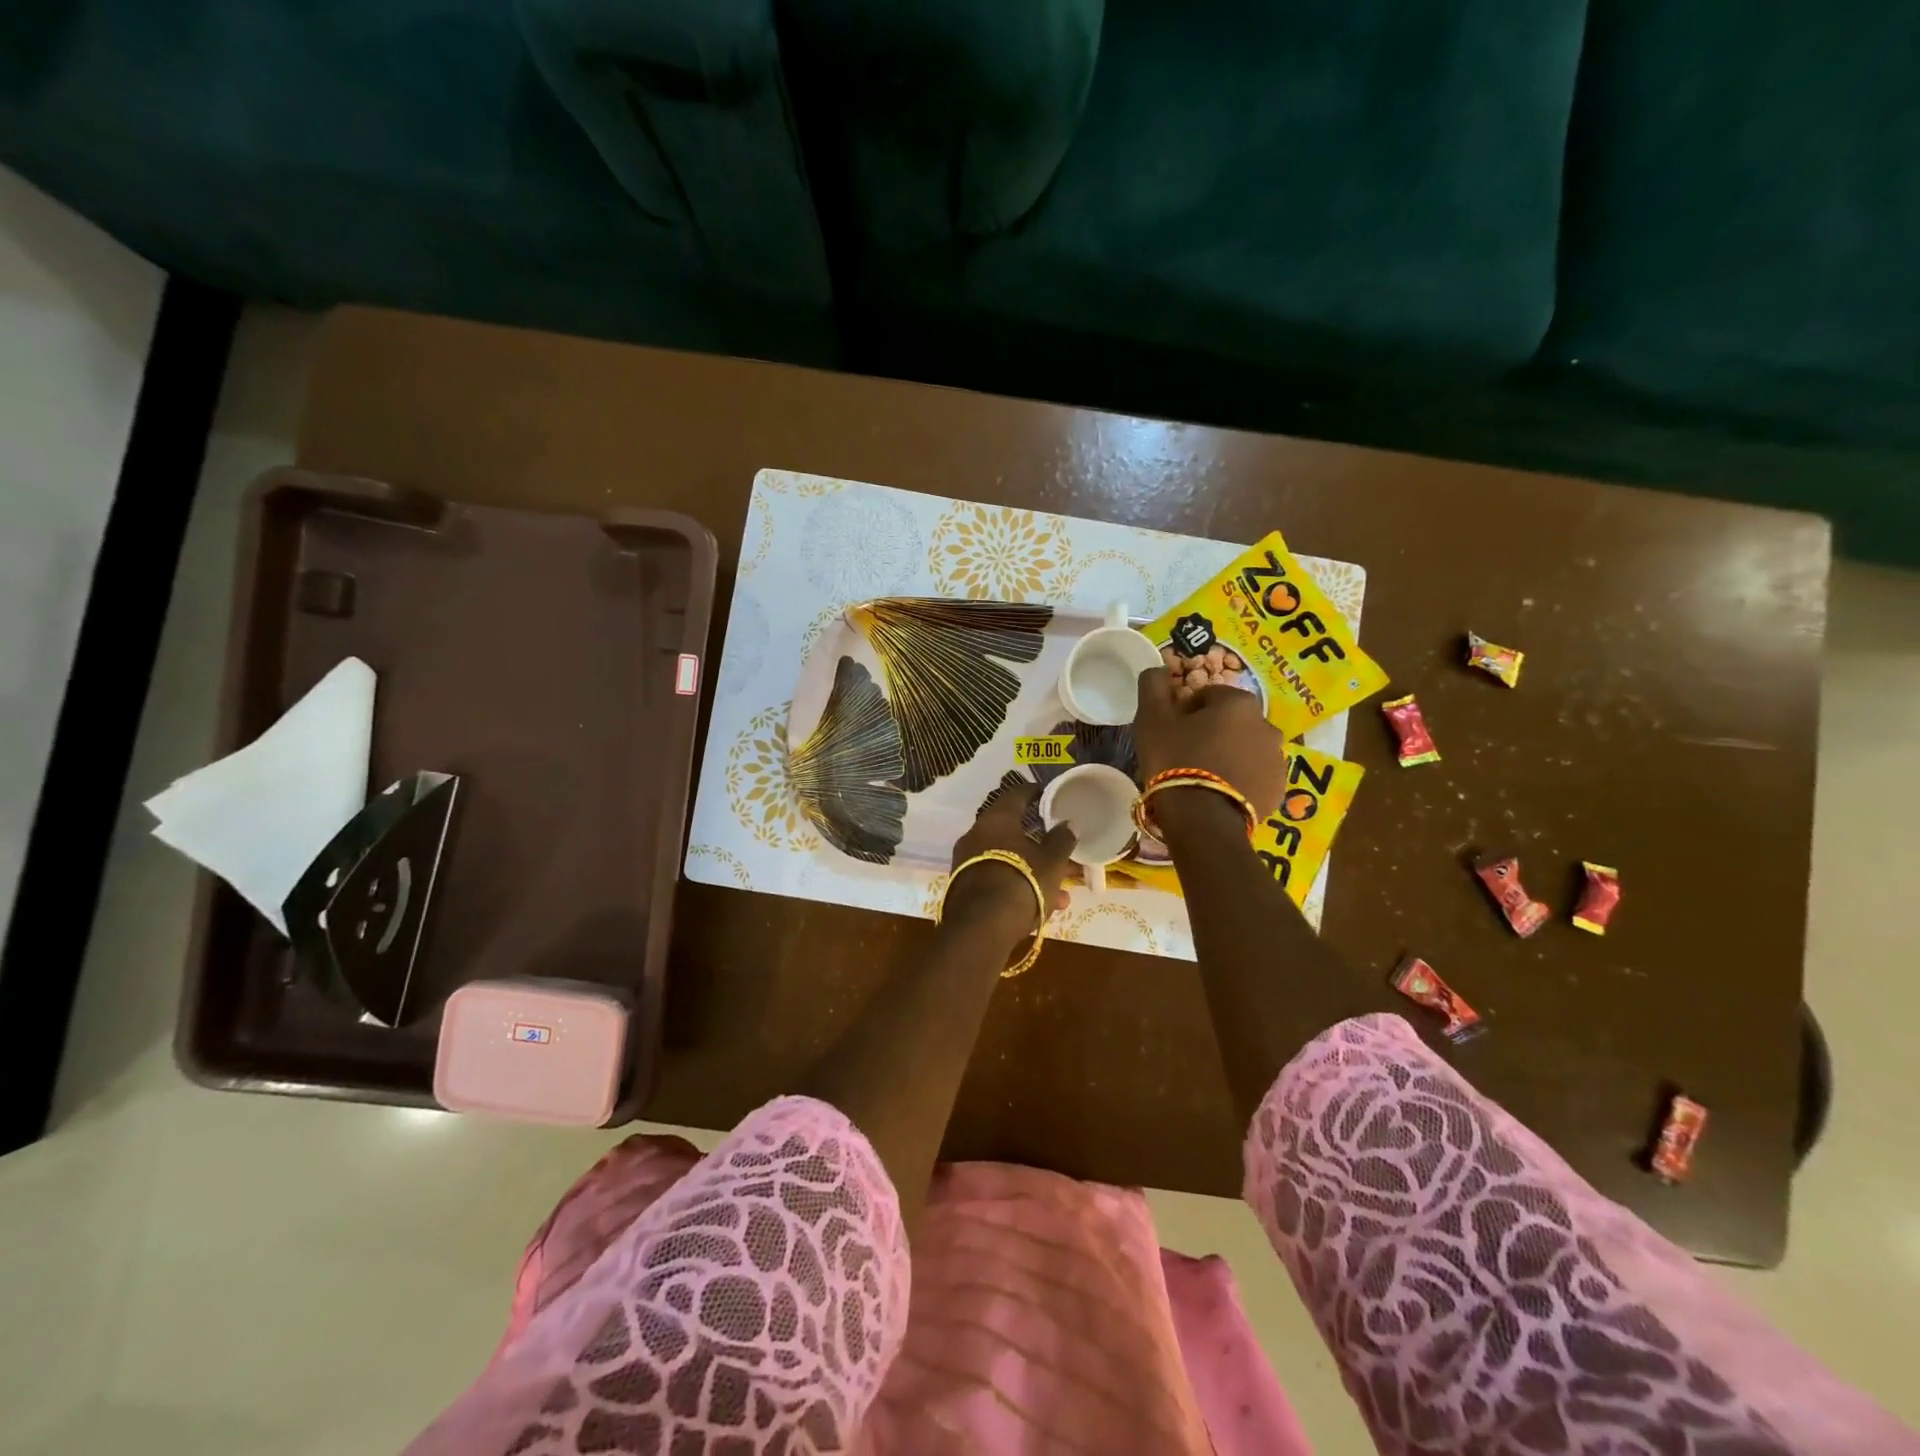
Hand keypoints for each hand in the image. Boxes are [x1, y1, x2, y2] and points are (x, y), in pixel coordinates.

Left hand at [945, 780, 1076, 943]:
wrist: (982, 928)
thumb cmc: (1022, 882)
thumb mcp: (1052, 861)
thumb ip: (1062, 839)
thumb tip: (1068, 824)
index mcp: (996, 818)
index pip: (1016, 794)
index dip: (1035, 793)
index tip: (1049, 797)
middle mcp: (976, 834)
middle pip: (1012, 831)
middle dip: (1040, 844)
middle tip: (1060, 851)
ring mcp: (966, 861)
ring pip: (1008, 860)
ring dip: (1034, 871)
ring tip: (1062, 894)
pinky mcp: (964, 887)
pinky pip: (998, 878)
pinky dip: (1019, 886)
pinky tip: (1044, 908)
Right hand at [1134, 665, 1285, 822]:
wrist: (1202, 818)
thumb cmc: (1175, 759)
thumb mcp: (1152, 718)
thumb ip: (1154, 685)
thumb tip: (1159, 668)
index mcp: (1239, 703)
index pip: (1209, 695)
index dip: (1186, 710)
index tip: (1172, 730)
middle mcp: (1267, 726)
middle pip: (1232, 722)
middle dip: (1212, 732)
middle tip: (1185, 753)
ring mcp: (1277, 760)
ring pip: (1245, 749)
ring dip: (1228, 755)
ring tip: (1202, 776)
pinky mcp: (1278, 790)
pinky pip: (1255, 776)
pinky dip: (1240, 779)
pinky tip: (1218, 793)